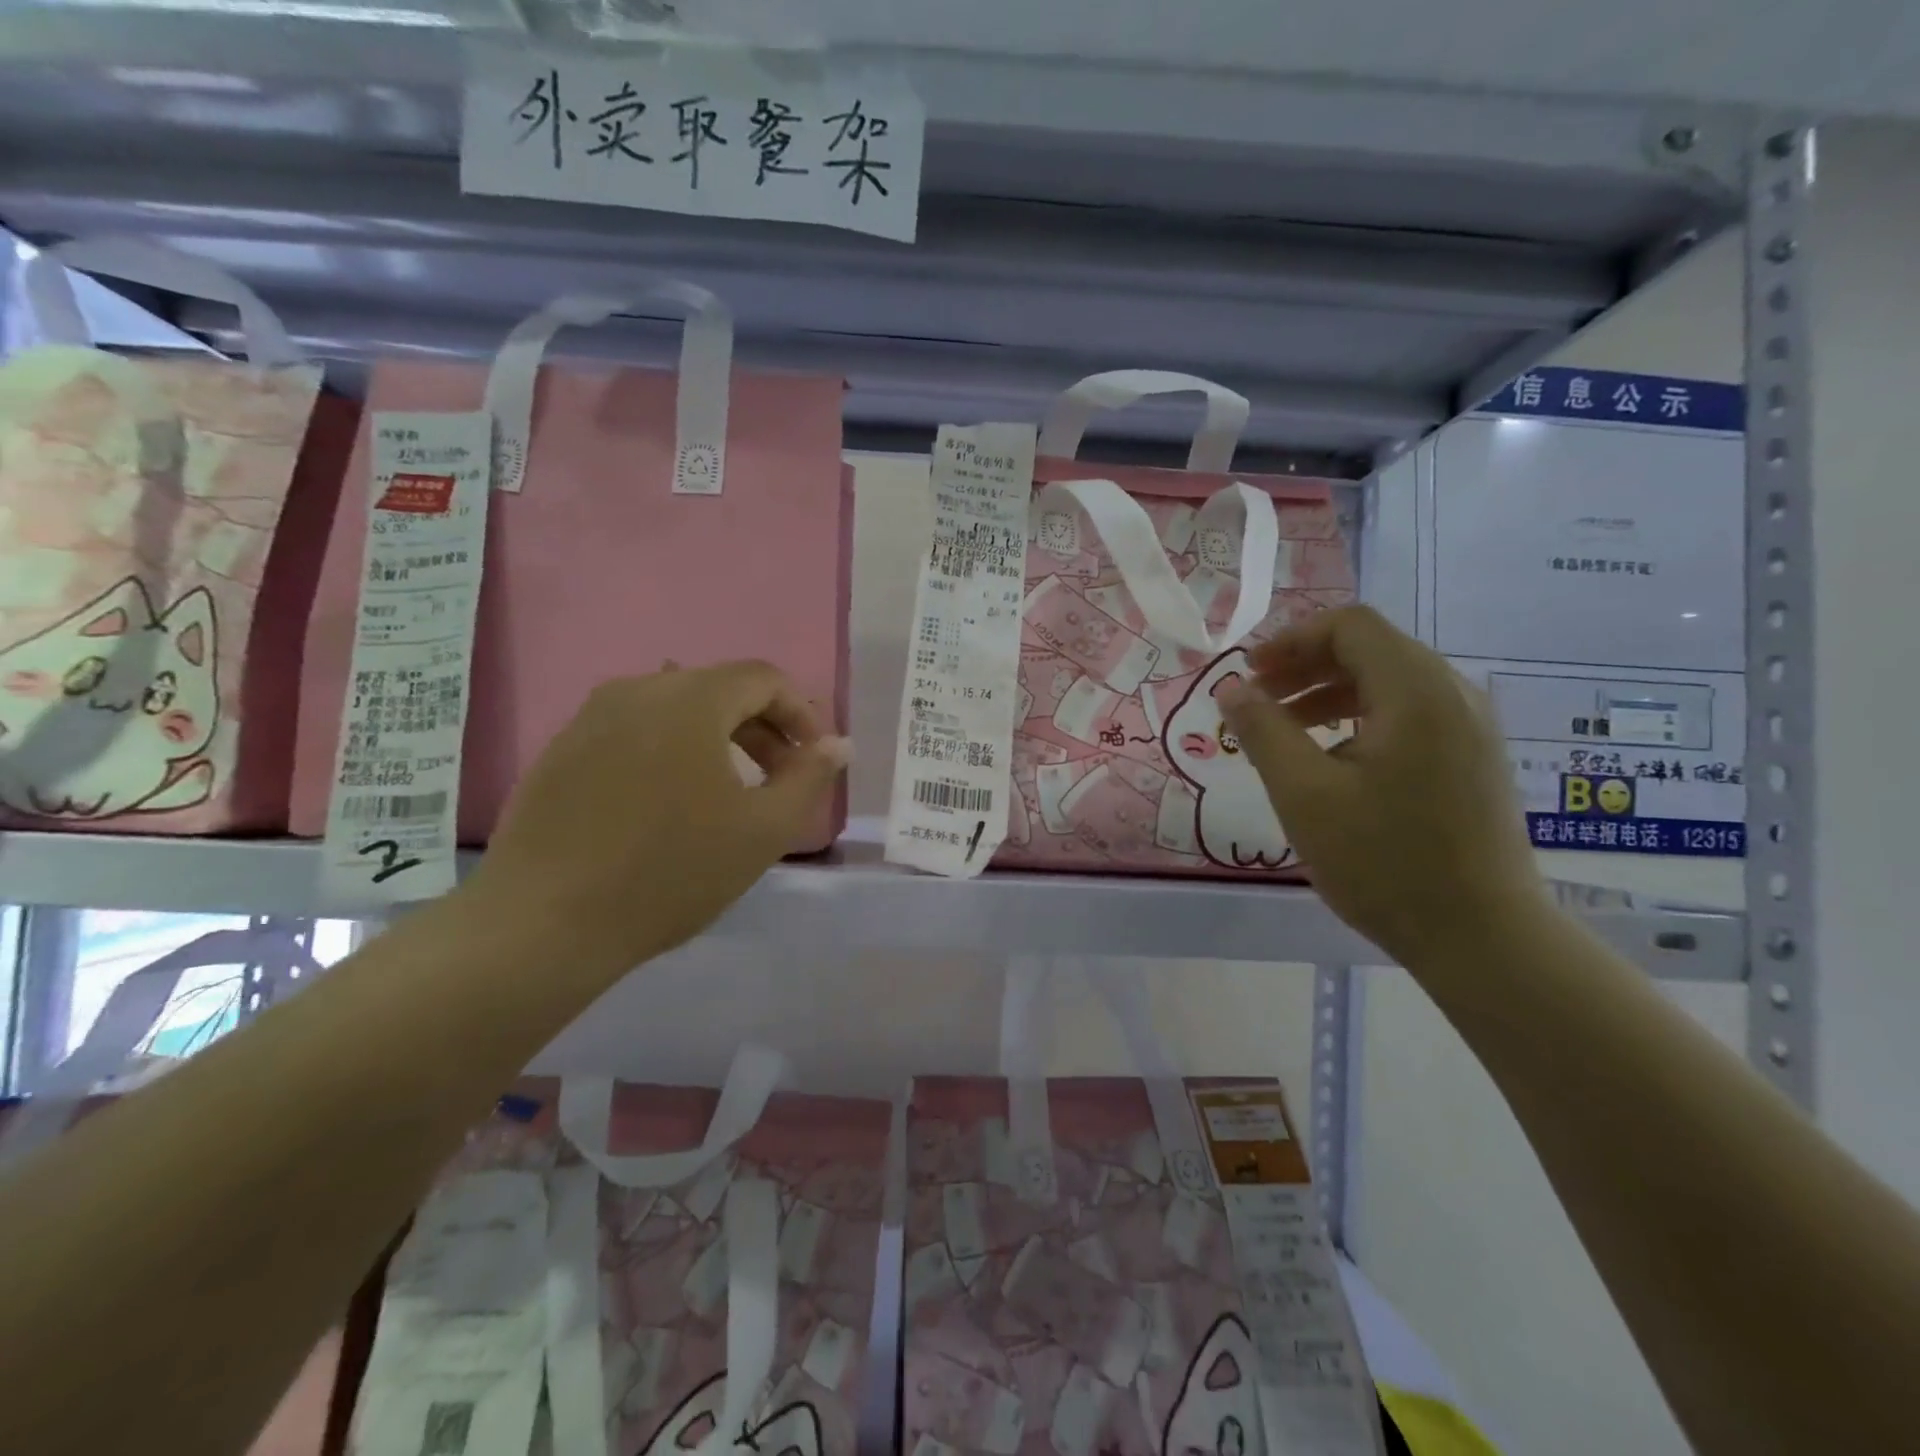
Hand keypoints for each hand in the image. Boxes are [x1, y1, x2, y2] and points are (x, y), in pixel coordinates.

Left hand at [462, 661, 848, 972]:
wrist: (543, 923)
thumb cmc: (670, 871)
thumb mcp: (762, 830)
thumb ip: (808, 779)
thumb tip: (838, 745)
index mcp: (690, 699)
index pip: (763, 678)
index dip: (800, 713)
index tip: (813, 759)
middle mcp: (638, 690)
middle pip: (719, 689)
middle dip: (762, 728)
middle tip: (780, 779)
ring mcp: (590, 718)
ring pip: (674, 710)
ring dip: (716, 740)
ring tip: (729, 793)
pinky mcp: (561, 750)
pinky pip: (634, 732)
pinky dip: (670, 752)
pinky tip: (667, 805)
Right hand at [1219, 606, 1543, 963]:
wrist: (1483, 937)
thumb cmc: (1384, 862)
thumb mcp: (1304, 794)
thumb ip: (1263, 731)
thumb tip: (1231, 689)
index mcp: (1416, 692)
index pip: (1350, 626)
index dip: (1291, 639)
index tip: (1249, 675)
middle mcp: (1452, 695)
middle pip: (1371, 649)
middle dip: (1305, 666)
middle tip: (1257, 701)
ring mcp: (1470, 728)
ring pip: (1389, 682)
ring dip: (1328, 694)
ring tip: (1284, 731)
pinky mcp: (1473, 759)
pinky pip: (1409, 714)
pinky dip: (1360, 719)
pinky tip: (1332, 761)